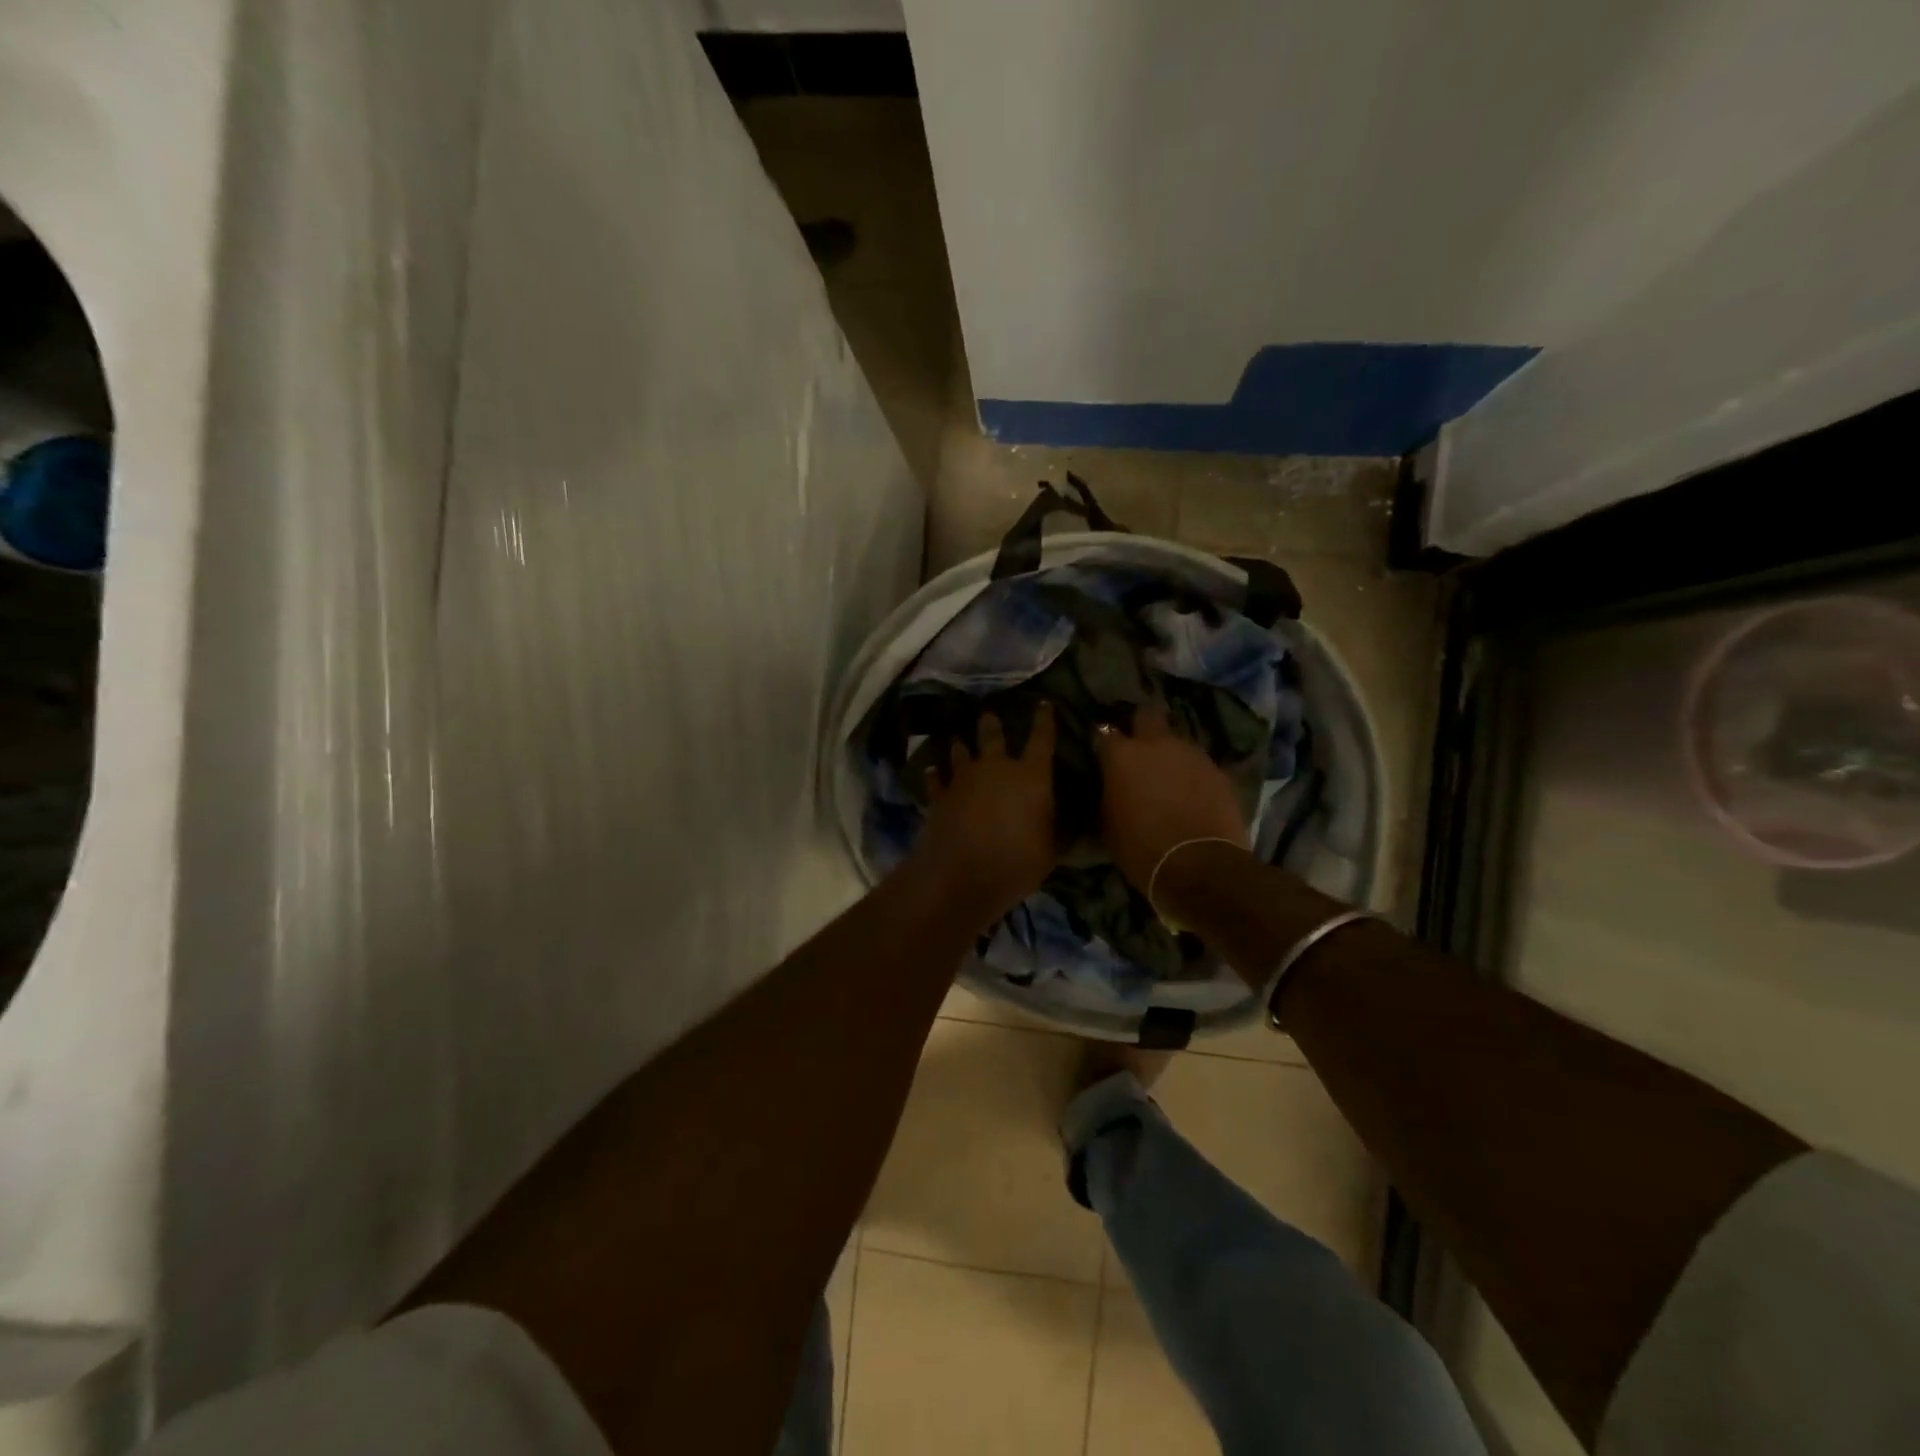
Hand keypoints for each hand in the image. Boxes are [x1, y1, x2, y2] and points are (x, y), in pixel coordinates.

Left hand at [915, 704, 1058, 916]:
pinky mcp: (939, 795)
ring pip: (960, 751)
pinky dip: (935, 774)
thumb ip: (1059, 831)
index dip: (1044, 720)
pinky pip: (935, 778)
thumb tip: (1074, 821)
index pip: (1042, 739)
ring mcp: (963, 779)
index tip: (1043, 703)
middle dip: (991, 723)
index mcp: (1031, 776)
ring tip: (958, 740)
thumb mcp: (1050, 852)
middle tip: (988, 714)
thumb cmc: (1016, 863)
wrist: (961, 876)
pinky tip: (932, 771)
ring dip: (960, 746)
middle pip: (992, 735)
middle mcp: (996, 768)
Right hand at [1093, 703, 1247, 891]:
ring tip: (1169, 775)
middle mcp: (1157, 744)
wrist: (1198, 866)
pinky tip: (1192, 793)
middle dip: (1142, 724)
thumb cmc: (1140, 849)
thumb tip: (1112, 785)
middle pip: (1148, 714)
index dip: (1104, 740)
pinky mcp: (1219, 771)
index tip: (1103, 750)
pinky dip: (1193, 774)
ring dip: (1170, 752)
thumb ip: (1109, 793)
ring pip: (1177, 740)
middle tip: (1139, 746)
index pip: (1104, 731)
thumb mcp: (1108, 823)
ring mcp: (1192, 754)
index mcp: (1122, 755)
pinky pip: (1199, 764)